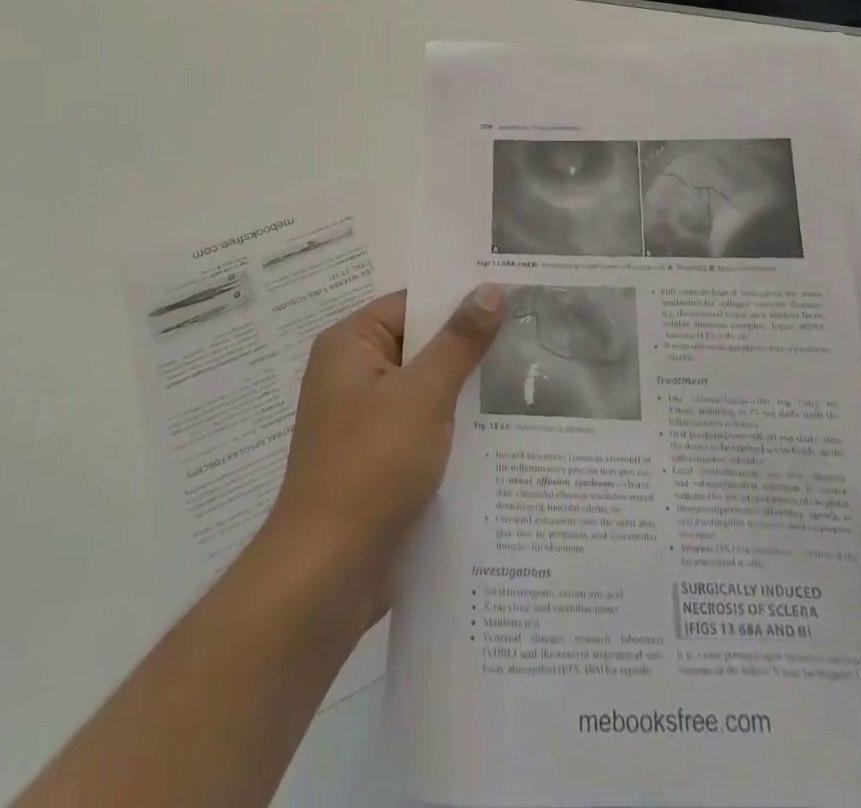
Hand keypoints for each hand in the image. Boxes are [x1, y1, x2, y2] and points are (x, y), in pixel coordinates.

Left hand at [262, 286, 507, 632]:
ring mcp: (366, 420)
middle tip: (532, 333)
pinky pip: (425, 427)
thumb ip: (459, 341)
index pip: (412, 304)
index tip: (512, 294)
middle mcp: (353, 374)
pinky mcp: (381, 459)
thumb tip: (490, 288)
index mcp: (350, 345)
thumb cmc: (371, 466)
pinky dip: (457, 426)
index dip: (459, 298)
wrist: (328, 573)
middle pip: (421, 345)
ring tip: (531, 377)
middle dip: (471, 346)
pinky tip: (505, 430)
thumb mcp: (422, 395)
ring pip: (427, 389)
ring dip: (468, 390)